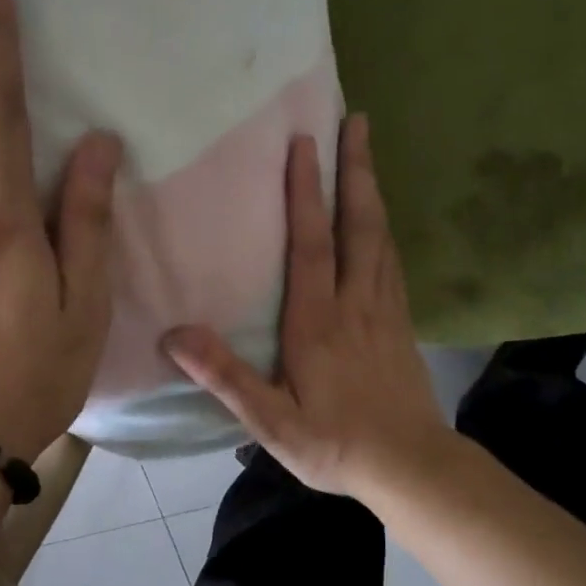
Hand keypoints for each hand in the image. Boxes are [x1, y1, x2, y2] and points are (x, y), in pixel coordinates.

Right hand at [164, 115, 447, 499]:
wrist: (411, 466)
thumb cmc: (336, 445)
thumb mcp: (272, 423)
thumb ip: (226, 378)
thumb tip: (175, 334)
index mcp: (318, 323)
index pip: (311, 245)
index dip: (306, 194)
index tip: (303, 144)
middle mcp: (355, 304)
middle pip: (358, 225)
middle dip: (355, 170)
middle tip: (357, 120)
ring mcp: (385, 310)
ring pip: (380, 237)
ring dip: (373, 189)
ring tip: (368, 150)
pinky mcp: (402, 324)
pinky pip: (393, 262)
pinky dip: (385, 228)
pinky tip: (382, 219)